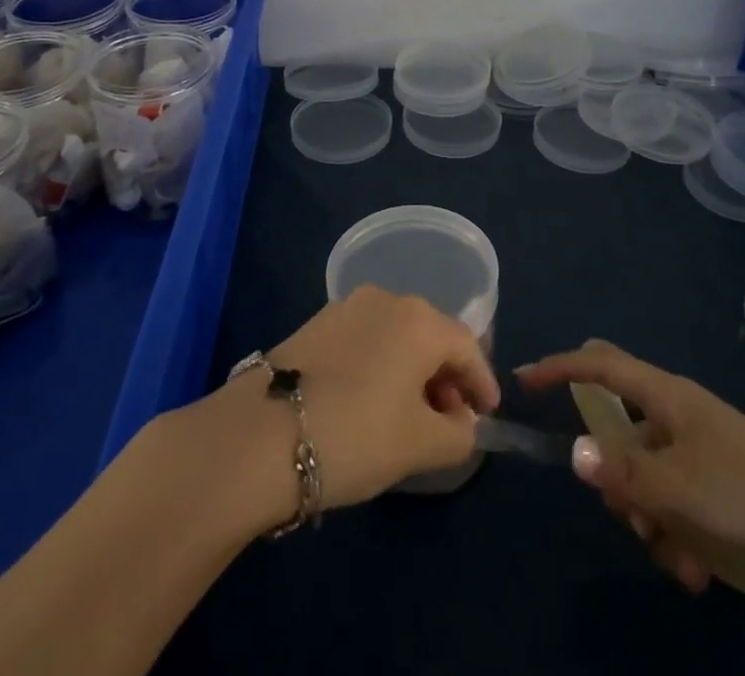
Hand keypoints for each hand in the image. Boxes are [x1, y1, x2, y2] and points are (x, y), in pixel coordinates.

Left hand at [253, 286, 500, 511]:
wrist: (258, 436)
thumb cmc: (355, 434)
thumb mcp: (419, 446)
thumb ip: (458, 434)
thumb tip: (461, 422)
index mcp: (420, 319)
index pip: (467, 347)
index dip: (482, 382)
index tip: (486, 414)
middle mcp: (387, 299)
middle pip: (432, 335)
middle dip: (446, 376)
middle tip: (448, 420)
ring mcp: (347, 307)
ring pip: (397, 336)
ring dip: (412, 371)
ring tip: (408, 416)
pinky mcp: (315, 324)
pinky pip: (367, 339)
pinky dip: (381, 365)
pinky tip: (370, 402)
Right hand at [517, 339, 744, 590]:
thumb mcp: (677, 486)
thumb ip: (622, 471)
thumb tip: (572, 453)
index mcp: (665, 395)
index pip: (600, 365)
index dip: (560, 367)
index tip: (525, 379)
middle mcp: (675, 413)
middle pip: (619, 430)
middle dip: (614, 476)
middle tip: (626, 508)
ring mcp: (696, 447)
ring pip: (645, 476)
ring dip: (650, 519)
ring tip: (679, 554)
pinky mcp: (714, 482)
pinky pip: (672, 501)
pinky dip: (675, 532)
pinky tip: (698, 567)